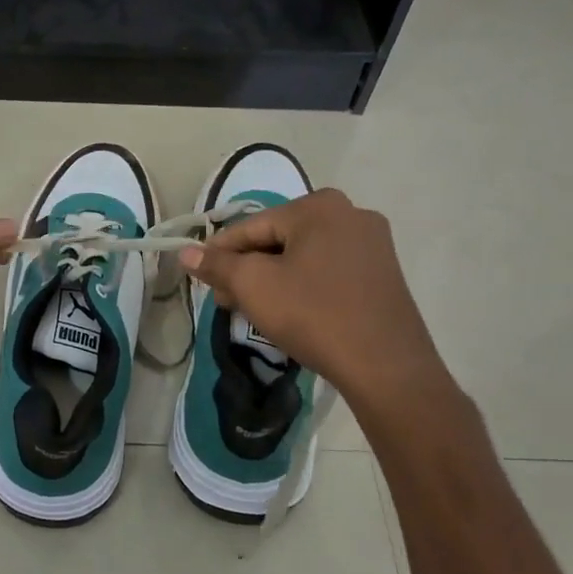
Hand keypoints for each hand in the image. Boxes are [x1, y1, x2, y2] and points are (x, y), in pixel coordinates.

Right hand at [179, 189, 455, 407]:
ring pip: (302, 256)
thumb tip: (186, 253)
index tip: (201, 279)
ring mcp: (372, 244)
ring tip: (253, 310)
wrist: (386, 367)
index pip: (251, 226)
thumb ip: (216, 265)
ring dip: (272, 279)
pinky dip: (303, 286)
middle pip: (278, 239)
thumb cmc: (313, 315)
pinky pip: (328, 271)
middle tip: (227, 301)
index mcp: (318, 206)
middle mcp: (350, 213)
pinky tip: (290, 312)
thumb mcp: (254, 287)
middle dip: (248, 269)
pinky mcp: (383, 274)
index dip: (219, 253)